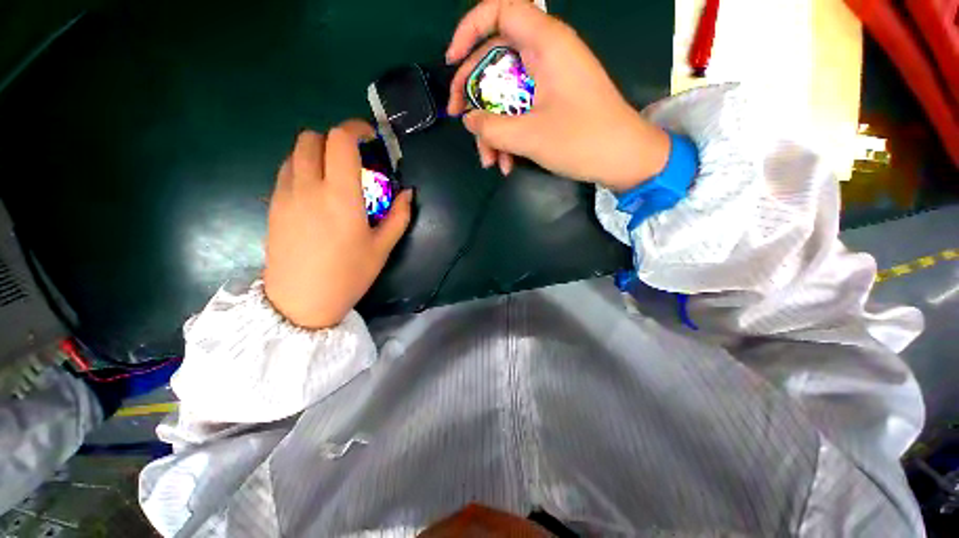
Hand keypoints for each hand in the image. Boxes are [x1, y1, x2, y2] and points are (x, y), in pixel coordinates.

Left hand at [264, 121, 412, 328]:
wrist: (301, 302)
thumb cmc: (348, 275)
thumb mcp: (382, 248)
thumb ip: (399, 216)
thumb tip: (408, 194)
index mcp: (340, 195)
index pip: (340, 140)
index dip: (355, 128)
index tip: (369, 137)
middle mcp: (307, 186)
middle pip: (312, 138)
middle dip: (335, 139)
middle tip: (354, 159)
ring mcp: (285, 194)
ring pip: (294, 152)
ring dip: (317, 153)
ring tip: (334, 175)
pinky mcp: (273, 205)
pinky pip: (286, 171)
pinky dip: (302, 168)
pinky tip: (316, 191)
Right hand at [446, 0, 669, 190]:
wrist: (623, 159)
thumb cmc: (582, 141)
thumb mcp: (530, 136)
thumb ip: (491, 127)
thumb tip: (468, 119)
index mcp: (546, 44)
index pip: (501, 10)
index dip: (470, 28)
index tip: (453, 61)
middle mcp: (547, 54)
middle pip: (496, 58)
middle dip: (474, 93)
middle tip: (460, 120)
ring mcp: (550, 80)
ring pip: (507, 93)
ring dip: (493, 128)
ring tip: (490, 160)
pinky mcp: (553, 102)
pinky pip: (521, 110)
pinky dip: (509, 135)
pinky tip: (506, 163)